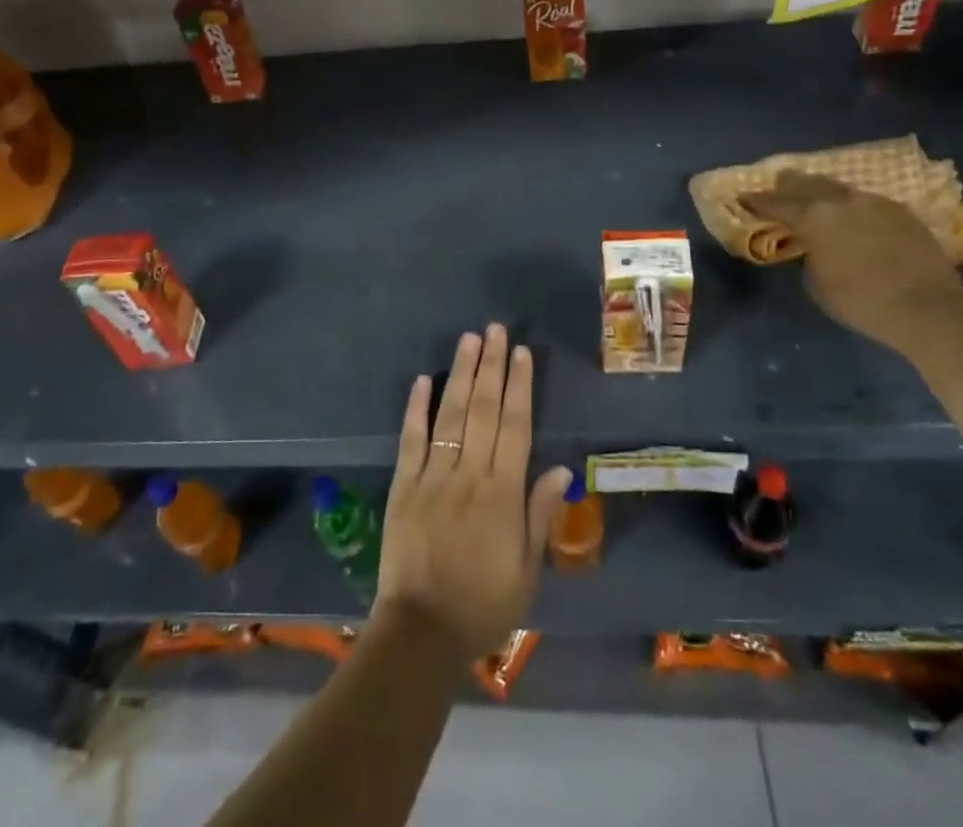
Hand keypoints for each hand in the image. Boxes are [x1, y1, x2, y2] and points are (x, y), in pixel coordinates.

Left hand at [376, 325, 571, 659]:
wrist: (422, 632)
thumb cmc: (483, 604)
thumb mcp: (527, 570)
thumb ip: (540, 515)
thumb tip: (559, 469)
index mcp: (502, 493)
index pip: (515, 425)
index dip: (520, 385)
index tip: (521, 352)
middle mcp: (469, 474)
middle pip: (484, 409)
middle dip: (491, 365)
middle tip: (495, 328)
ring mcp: (433, 476)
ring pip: (451, 414)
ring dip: (461, 374)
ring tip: (469, 340)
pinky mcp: (403, 485)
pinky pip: (411, 440)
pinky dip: (416, 408)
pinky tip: (424, 379)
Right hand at [741, 173, 962, 352]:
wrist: (927, 308)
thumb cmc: (861, 301)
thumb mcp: (816, 283)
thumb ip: (808, 256)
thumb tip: (814, 246)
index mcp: (812, 216)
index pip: (774, 203)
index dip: (755, 201)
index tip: (742, 197)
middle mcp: (840, 200)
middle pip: (806, 182)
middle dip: (788, 185)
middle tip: (777, 187)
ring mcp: (873, 202)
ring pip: (838, 188)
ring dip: (822, 192)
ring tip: (814, 197)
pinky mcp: (901, 211)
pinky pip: (865, 201)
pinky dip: (851, 206)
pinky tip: (852, 215)